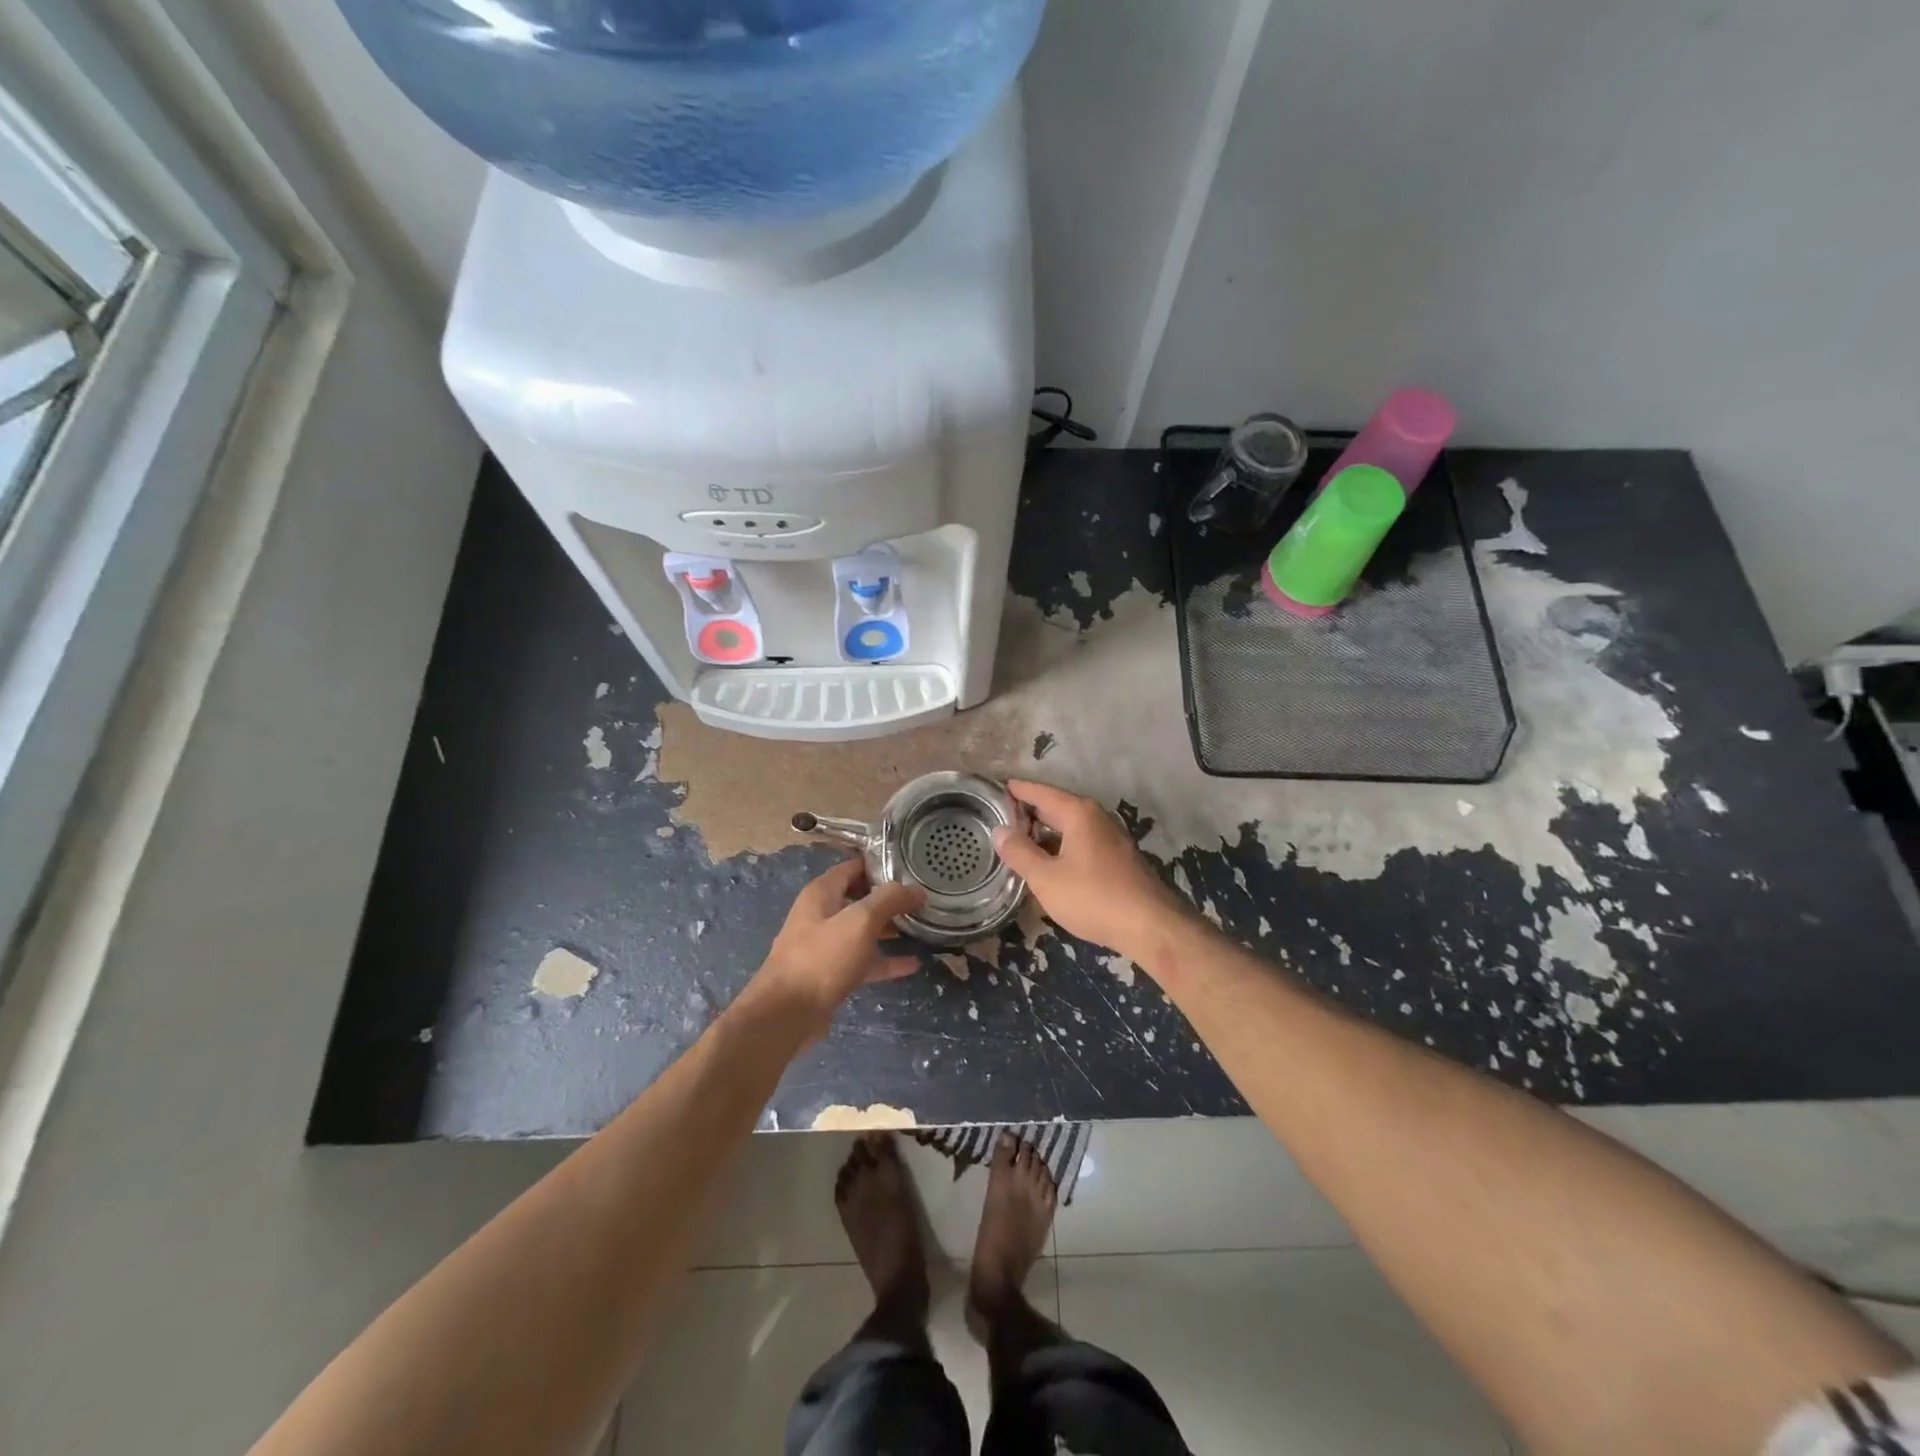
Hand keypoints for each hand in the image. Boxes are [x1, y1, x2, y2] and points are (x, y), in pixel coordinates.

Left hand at [741, 859, 926, 1039]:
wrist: (787, 1014)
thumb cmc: (823, 958)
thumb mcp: (860, 921)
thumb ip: (889, 900)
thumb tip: (916, 889)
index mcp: (822, 893)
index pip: (853, 867)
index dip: (881, 865)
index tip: (911, 868)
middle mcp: (821, 915)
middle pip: (859, 898)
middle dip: (888, 898)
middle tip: (920, 898)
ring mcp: (825, 946)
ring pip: (862, 931)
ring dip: (888, 928)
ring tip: (920, 927)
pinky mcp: (830, 974)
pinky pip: (862, 960)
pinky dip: (884, 960)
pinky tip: (912, 964)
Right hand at [991, 779, 1193, 962]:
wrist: (1150, 926)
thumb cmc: (1093, 897)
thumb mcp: (1046, 878)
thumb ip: (1019, 852)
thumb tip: (999, 831)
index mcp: (1078, 813)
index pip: (1040, 792)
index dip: (1017, 790)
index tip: (995, 788)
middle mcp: (1097, 817)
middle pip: (1056, 807)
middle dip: (1029, 812)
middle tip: (999, 817)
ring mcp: (1111, 837)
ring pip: (1070, 827)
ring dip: (1045, 832)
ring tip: (1018, 841)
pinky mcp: (1118, 858)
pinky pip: (1082, 842)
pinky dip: (1061, 845)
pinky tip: (1049, 863)